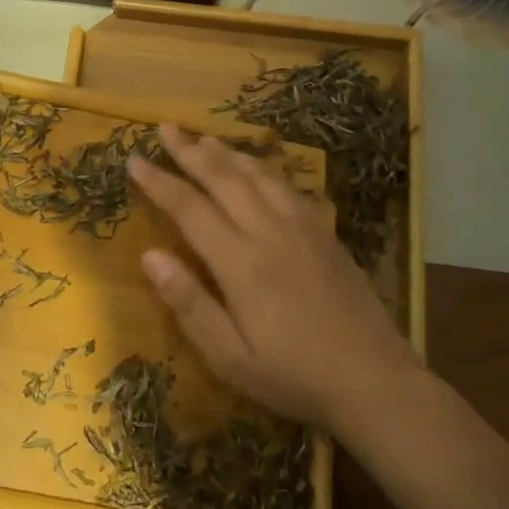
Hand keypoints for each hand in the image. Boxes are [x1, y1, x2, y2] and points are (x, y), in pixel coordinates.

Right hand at [127, 125, 417, 435]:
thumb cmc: (294, 377)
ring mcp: (303, 228)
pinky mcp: (325, 233)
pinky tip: (258, 168)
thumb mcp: (230, 358)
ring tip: (204, 137)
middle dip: (191, 151)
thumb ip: (189, 304)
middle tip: (166, 127)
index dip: (159, 181)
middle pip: (224, 178)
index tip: (133, 159)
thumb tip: (150, 255)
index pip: (190, 208)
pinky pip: (288, 186)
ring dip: (228, 152)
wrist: (374, 381)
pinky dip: (264, 168)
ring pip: (259, 174)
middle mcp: (270, 232)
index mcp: (241, 262)